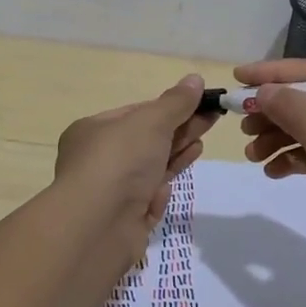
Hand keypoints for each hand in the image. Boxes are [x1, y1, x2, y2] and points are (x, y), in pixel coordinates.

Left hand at [52, 75, 213, 259]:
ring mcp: (109, 192)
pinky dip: (158, 193)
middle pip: (146, 141)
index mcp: (93, 131)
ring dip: (175, 156)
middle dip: (179, 130)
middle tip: (212, 119)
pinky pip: (146, 201)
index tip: (199, 103)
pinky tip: (168, 188)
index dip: (168, 108)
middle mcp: (97, 160)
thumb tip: (195, 79)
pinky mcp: (122, 221)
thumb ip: (176, 102)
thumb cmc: (119, 161)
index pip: (136, 113)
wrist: (97, 226)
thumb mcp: (151, 122)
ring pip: (149, 170)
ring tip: (201, 144)